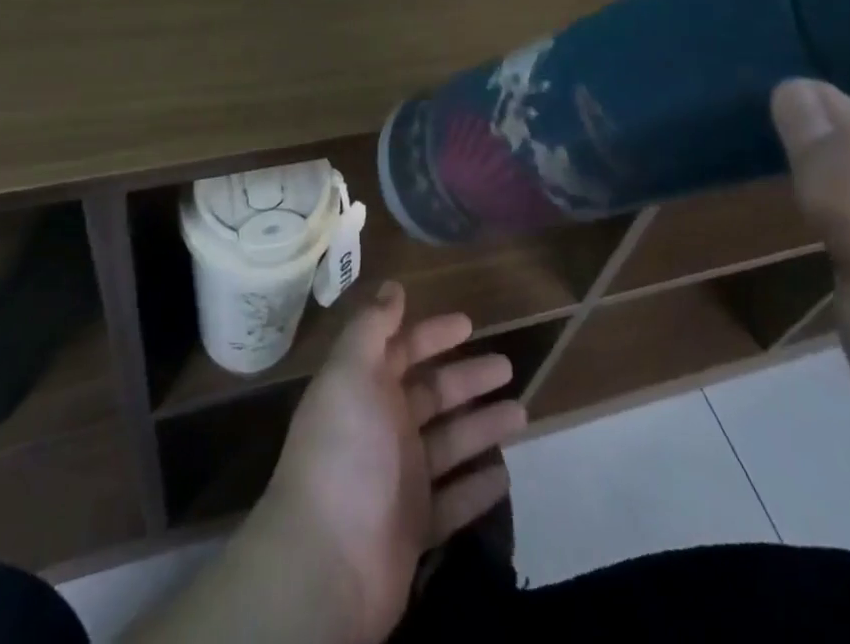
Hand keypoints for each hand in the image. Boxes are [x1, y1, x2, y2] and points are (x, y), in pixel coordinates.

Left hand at [249, 281, 526, 643]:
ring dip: (483, 427)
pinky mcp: (415, 528)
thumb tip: (392, 285)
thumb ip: (372, 326)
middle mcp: (382, 428)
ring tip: (523, 414)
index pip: (403, 350)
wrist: (327, 563)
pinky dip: (477, 487)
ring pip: (450, 443)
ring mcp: (400, 480)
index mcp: (365, 388)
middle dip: (468, 378)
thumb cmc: (344, 451)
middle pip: (432, 394)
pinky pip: (454, 501)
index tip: (469, 323)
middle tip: (508, 366)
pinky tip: (505, 475)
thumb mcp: (351, 372)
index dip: (433, 334)